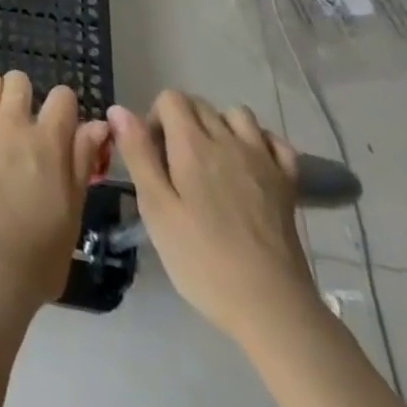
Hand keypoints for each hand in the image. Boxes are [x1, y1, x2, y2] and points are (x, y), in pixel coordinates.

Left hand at [0, 71, 111, 314]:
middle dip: (22, 98)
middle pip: (19, 81)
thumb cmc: (37, 256)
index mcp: (48, 142)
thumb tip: (97, 125)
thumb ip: (81, 162)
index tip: (57, 125)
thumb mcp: (72, 212)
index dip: (62, 108)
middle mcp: (12, 124)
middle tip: (17, 126)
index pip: (62, 96)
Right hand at [109, 90, 319, 344]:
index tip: (153, 156)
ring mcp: (263, 159)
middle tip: (175, 166)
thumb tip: (118, 110)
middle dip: (181, 122)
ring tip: (211, 163)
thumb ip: (137, 154)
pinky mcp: (288, 183)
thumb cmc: (202, 259)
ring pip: (237, 115)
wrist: (270, 307)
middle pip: (200, 104)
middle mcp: (229, 140)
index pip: (170, 99)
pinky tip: (249, 166)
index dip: (154, 119)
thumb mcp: (156, 209)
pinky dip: (258, 143)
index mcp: (193, 144)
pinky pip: (274, 141)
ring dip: (219, 127)